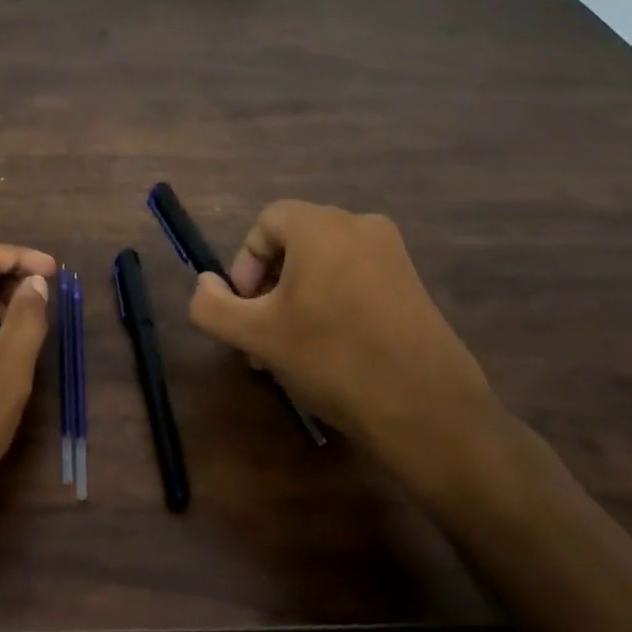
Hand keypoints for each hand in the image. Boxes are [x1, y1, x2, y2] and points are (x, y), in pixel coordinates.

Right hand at [187, 201, 510, 515]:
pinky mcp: (413, 284)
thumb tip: (206, 285)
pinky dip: (333, 303)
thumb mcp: (256, 336)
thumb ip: (212, 306)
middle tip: (262, 335)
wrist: (426, 408)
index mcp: (321, 226)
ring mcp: (393, 255)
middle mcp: (360, 226)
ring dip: (297, 299)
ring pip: (325, 264)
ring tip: (292, 350)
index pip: (265, 223)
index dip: (244, 264)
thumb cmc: (331, 359)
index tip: (245, 310)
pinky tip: (331, 352)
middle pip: (295, 242)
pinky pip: (356, 279)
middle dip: (269, 286)